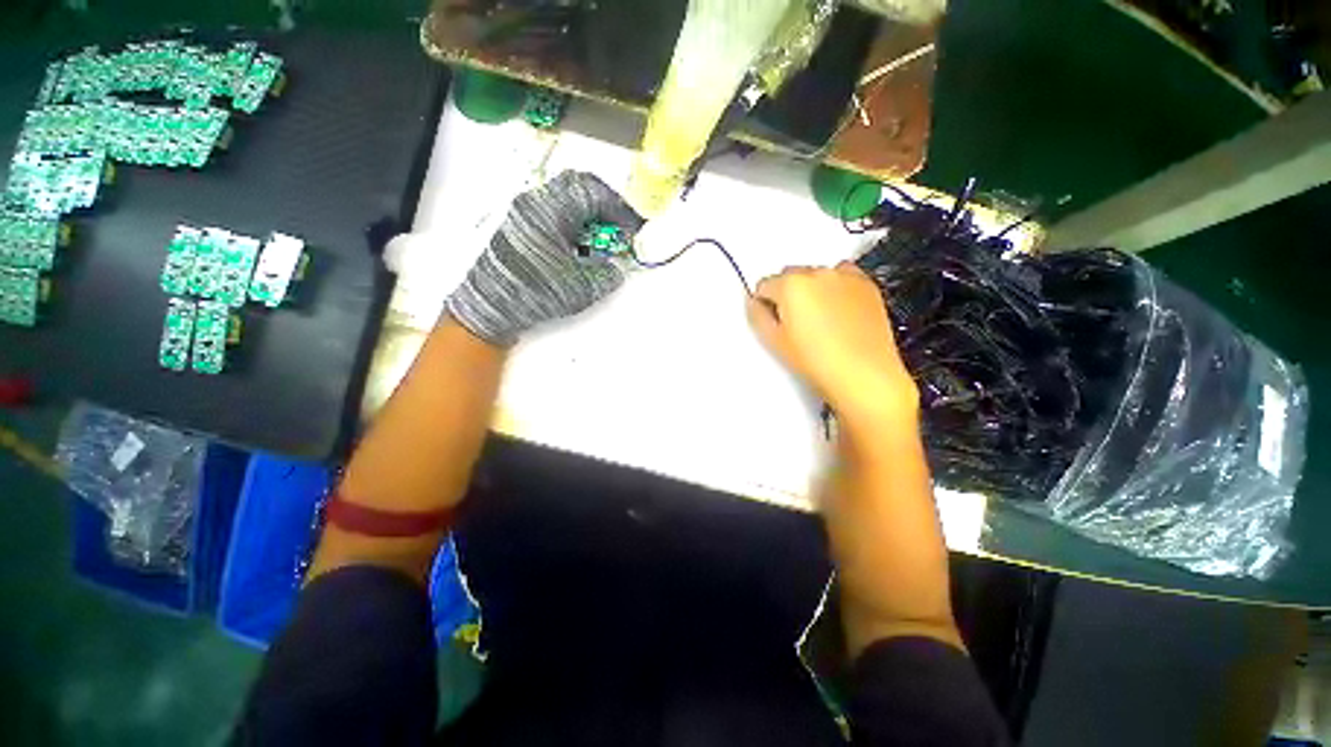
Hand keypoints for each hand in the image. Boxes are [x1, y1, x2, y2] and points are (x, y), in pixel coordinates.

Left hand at [445, 171, 643, 345]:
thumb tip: (616, 269)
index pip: (592, 192)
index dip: (619, 209)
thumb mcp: (580, 287)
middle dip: (605, 206)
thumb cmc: (532, 293)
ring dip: (589, 216)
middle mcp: (535, 204)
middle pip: (578, 187)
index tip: (632, 228)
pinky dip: (575, 225)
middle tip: (619, 228)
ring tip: (601, 242)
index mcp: (549, 211)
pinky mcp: (522, 228)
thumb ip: (606, 274)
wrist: (491, 307)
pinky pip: (556, 214)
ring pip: (566, 200)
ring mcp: (525, 214)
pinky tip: (581, 249)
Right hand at [747, 263, 917, 424]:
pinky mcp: (867, 285)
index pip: (764, 285)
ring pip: (816, 277)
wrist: (864, 374)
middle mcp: (819, 273)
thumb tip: (755, 304)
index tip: (771, 318)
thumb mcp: (774, 341)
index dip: (765, 304)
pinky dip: (836, 291)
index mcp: (791, 285)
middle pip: (790, 277)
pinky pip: (842, 279)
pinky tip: (838, 316)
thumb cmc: (822, 362)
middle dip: (788, 296)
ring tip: (819, 323)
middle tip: (794, 326)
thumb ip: (757, 316)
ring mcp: (845, 277)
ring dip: (812, 292)